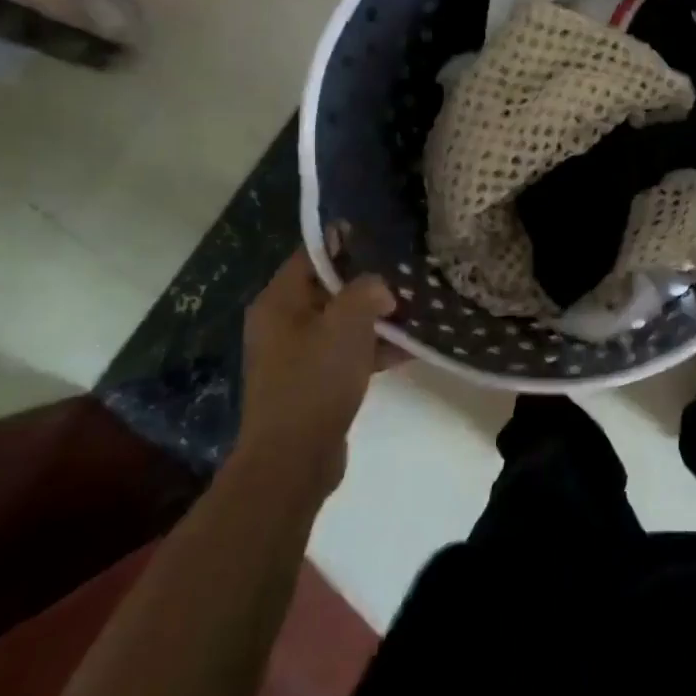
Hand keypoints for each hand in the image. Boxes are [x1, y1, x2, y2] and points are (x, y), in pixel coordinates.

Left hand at [236, 237, 394, 490]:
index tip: (384, 235)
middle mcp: (282, 323)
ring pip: (342, 322)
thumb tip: (380, 287)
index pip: (312, 254)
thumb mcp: (346, 324)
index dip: (346, 241)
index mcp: (279, 301)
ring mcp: (296, 355)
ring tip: (416, 309)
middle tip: (407, 273)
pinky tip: (410, 348)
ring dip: (376, 317)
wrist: (293, 460)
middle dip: (369, 282)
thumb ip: (366, 290)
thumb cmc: (315, 381)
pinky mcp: (313, 382)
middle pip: (329, 287)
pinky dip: (373, 348)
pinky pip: (346, 352)